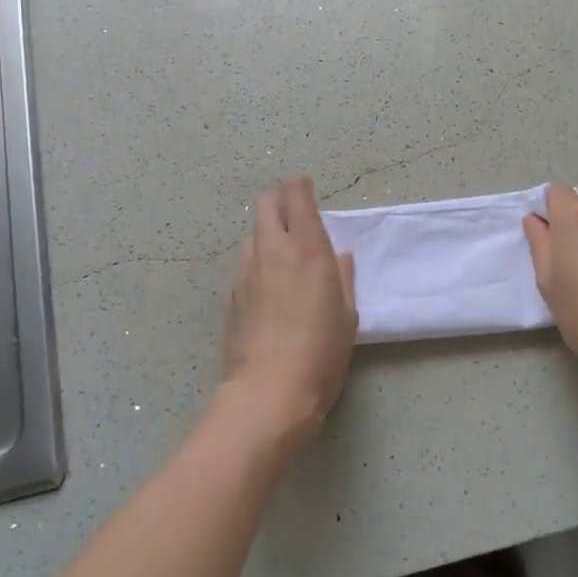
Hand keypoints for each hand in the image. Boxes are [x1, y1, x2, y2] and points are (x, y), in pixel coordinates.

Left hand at [217, 177, 357, 445]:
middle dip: (278, 198)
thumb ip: (343, 278)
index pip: (297, 199)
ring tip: (281, 249)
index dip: (300, 186)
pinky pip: (245, 266)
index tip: (305, 184)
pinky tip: (268, 286)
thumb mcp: (346, 315)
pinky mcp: (232, 297)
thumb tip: (339, 256)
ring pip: (252, 235)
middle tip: (292, 207)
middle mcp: (272, 252)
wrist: (269, 392)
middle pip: (265, 204)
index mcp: (306, 250)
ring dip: (266, 232)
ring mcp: (246, 273)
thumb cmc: (321, 352)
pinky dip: (257, 263)